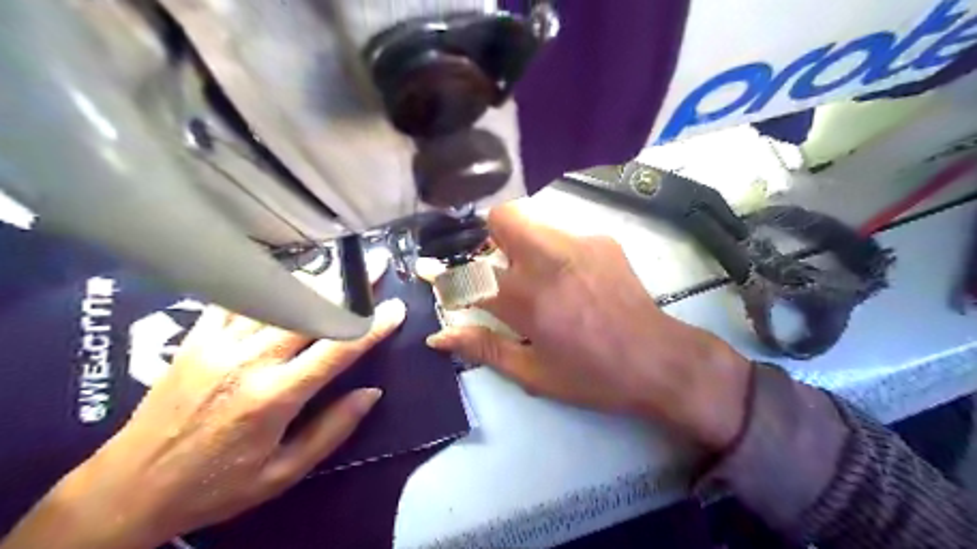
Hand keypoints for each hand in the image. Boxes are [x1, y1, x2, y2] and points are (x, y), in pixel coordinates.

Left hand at [2, 293, 404, 545]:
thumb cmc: (216, 486)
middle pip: (310, 310)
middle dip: (349, 286)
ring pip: (277, 297)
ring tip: (341, 263)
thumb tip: (372, 393)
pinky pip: (238, 298)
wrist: (128, 488)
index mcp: (275, 397)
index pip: (337, 349)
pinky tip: (286, 273)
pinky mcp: (196, 338)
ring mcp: (219, 344)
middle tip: (375, 265)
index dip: (372, 326)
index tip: (396, 307)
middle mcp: (249, 361)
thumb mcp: (282, 473)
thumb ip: (332, 430)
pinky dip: (267, 282)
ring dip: (315, 279)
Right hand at [424, 203, 750, 452]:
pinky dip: (552, 250)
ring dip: (521, 244)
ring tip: (539, 278)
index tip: (435, 274)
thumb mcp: (534, 373)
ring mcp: (579, 243)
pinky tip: (572, 280)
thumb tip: (438, 338)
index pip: (469, 274)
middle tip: (501, 270)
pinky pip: (561, 233)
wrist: (659, 359)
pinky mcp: (602, 240)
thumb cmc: (593, 376)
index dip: (445, 275)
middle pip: (502, 217)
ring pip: (532, 221)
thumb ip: (483, 349)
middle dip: (489, 239)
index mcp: (528, 300)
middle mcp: (549, 260)